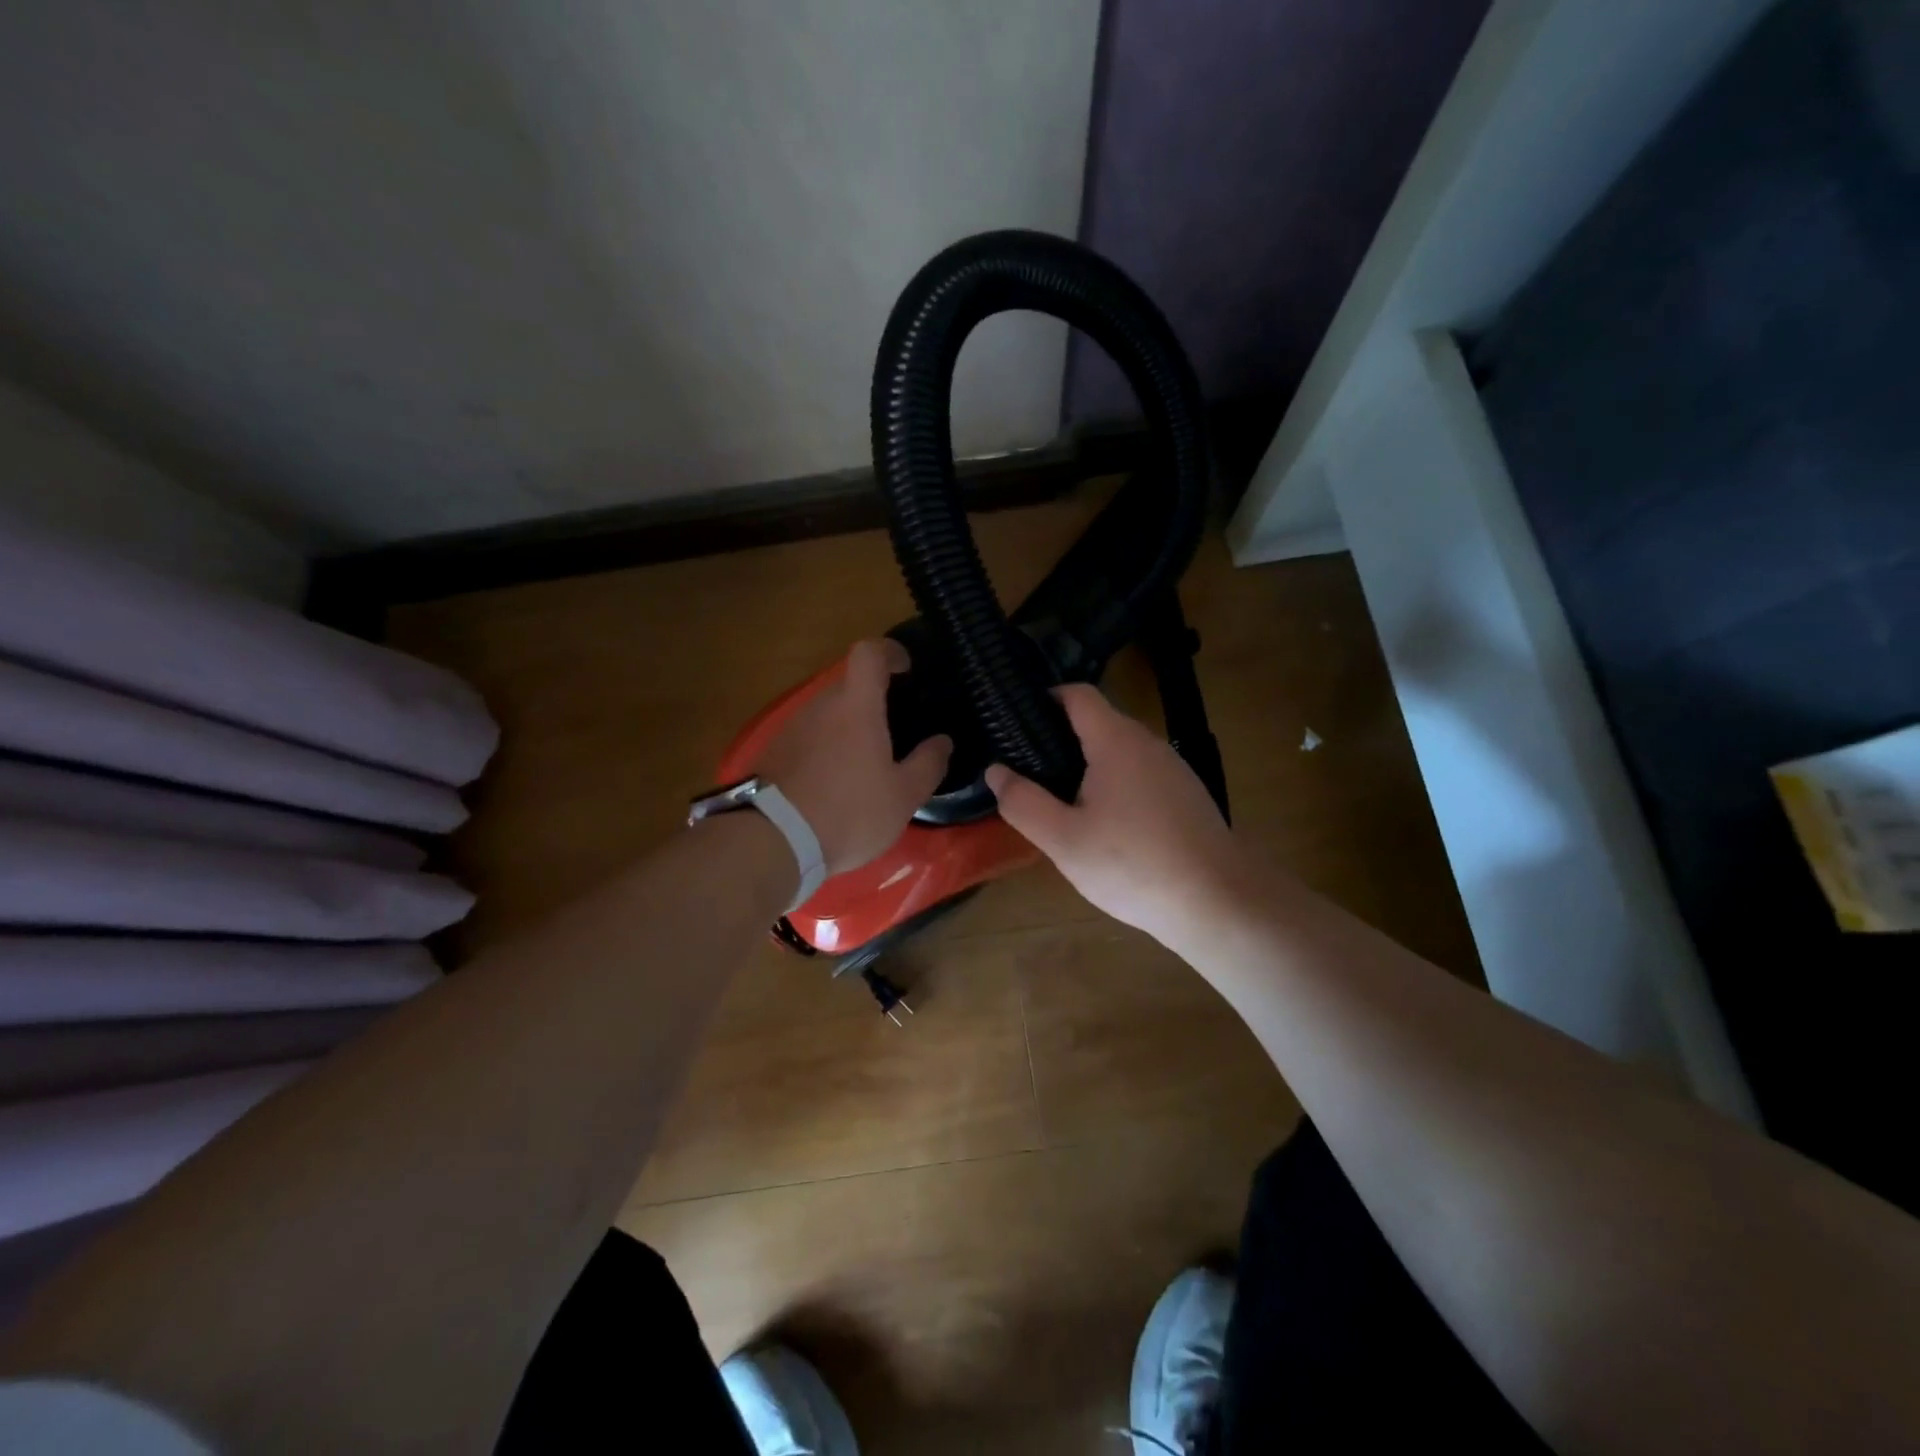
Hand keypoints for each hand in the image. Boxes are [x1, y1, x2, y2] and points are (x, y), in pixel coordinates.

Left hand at [753, 639, 951, 875]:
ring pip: (827, 712)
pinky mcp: (772, 752)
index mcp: (856, 706)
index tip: (906, 668)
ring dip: (847, 727)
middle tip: (894, 729)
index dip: (890, 651)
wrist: (772, 841)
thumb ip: (928, 764)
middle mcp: (820, 705)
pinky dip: (825, 748)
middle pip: (849, 684)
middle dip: (873, 699)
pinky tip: (835, 782)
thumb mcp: (903, 796)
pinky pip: (808, 736)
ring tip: (866, 762)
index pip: (869, 652)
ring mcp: (791, 727)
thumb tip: (942, 741)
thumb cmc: (849, 812)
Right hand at [985, 685, 1251, 949]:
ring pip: (1120, 752)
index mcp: (1115, 741)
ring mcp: (1173, 768)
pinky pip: (1140, 775)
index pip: (1078, 694)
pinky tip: (1106, 826)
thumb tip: (997, 771)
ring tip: (1061, 801)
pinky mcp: (1186, 795)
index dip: (1045, 698)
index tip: (1016, 722)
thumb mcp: (1063, 840)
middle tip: (1029, 772)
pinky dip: (1115, 785)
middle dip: (1061, 739)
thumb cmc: (1133, 864)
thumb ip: (1023, 803)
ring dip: (1089, 766)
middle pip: (1097, 722)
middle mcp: (1147, 743)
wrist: (1217, 901)